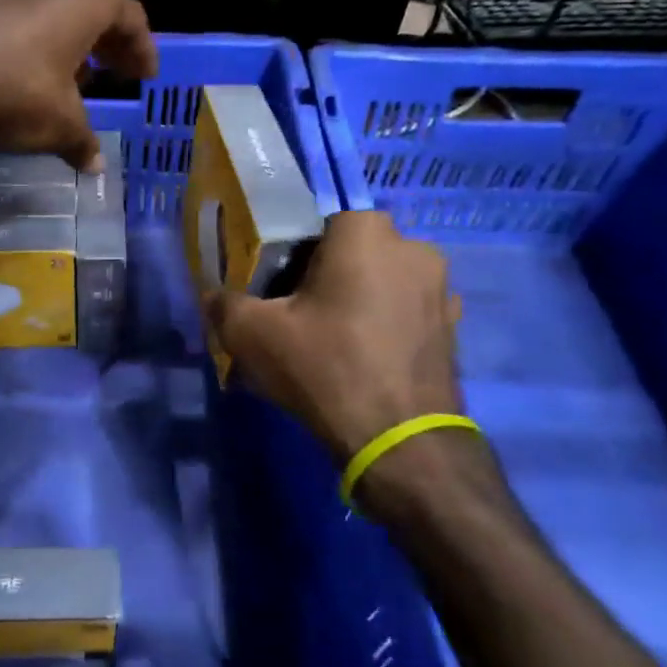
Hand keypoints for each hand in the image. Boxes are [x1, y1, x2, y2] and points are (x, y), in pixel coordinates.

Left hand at [0, 0, 155, 170]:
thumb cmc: (18, 94)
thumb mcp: (62, 125)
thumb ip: (84, 141)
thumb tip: (95, 166)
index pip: (130, 17)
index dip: (142, 49)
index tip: (146, 75)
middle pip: (95, 10)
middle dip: (109, 44)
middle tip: (120, 72)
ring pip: (57, 13)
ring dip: (73, 44)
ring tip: (80, 79)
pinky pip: (25, 22)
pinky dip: (40, 44)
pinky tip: (35, 77)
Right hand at [206, 211, 462, 462]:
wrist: (400, 441)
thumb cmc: (324, 368)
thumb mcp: (251, 334)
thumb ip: (224, 304)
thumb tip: (213, 298)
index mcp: (365, 232)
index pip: (315, 224)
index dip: (289, 254)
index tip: (274, 290)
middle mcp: (413, 247)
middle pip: (350, 252)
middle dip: (323, 277)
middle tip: (296, 317)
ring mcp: (440, 289)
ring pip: (379, 282)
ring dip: (355, 301)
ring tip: (329, 343)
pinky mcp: (453, 328)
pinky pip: (403, 312)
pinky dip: (382, 326)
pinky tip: (362, 361)